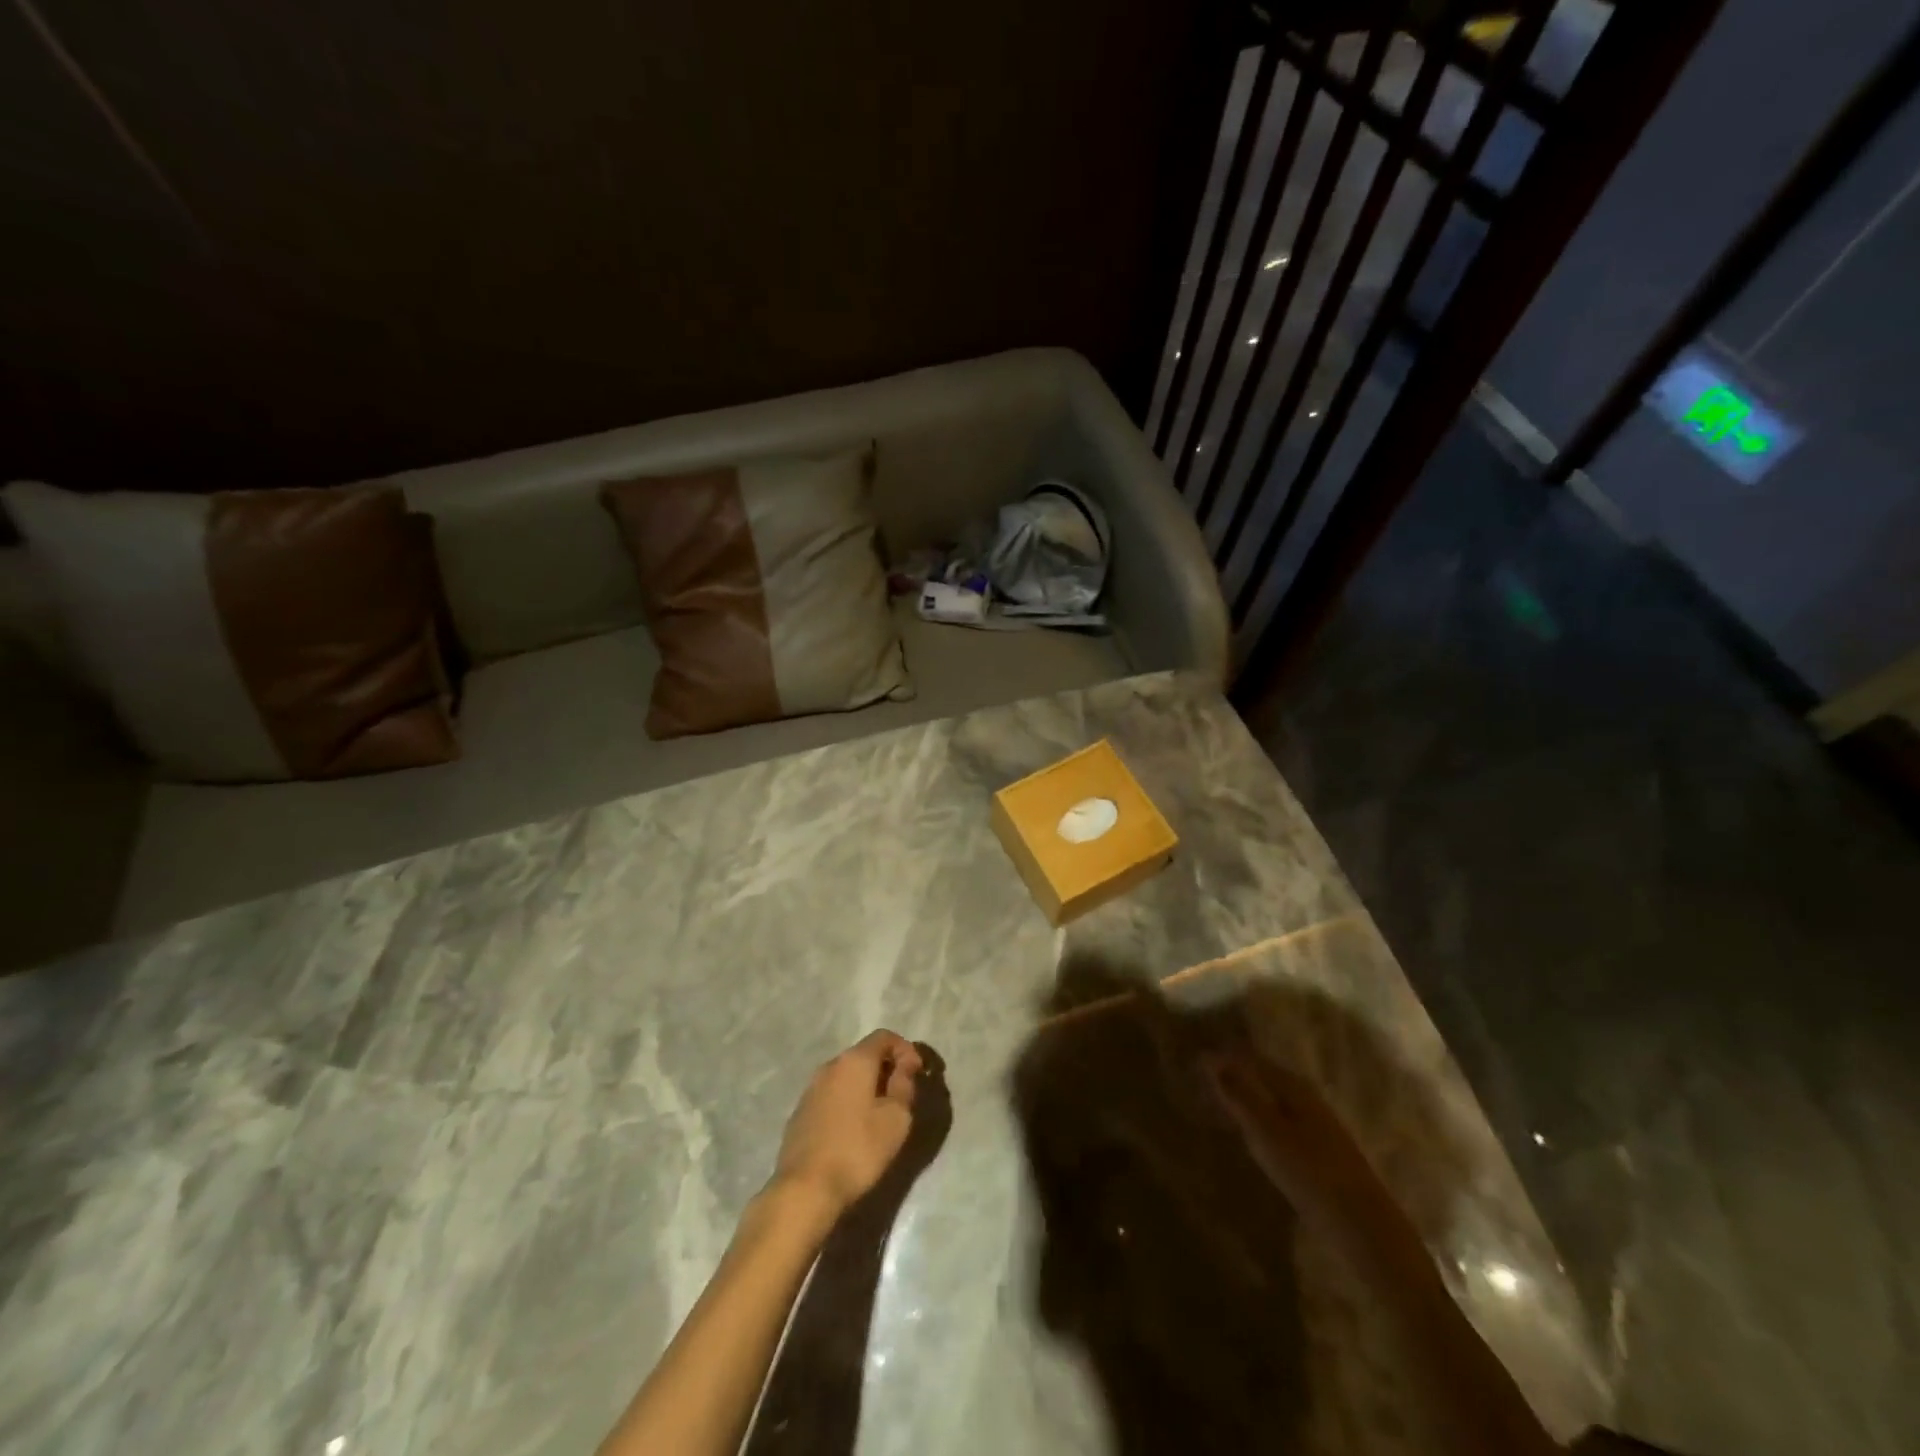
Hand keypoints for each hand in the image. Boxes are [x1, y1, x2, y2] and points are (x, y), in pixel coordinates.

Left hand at [772, 1030, 923, 1221]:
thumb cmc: (858, 1150)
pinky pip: (832, 1095)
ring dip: (866, 1086)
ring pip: (846, 1075)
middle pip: (864, 1054)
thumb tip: (905, 1065)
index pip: (884, 1036)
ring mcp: (811, 1089)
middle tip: (902, 1095)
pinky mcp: (800, 1112)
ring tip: (879, 1114)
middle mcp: (830, 1066)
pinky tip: (854, 1129)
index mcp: (854, 1061)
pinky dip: (848, 1101)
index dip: (905, 1050)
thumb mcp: (896, 1118)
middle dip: (886, 1068)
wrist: (805, 1189)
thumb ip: (904, 1084)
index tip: (917, 1074)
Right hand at [1204, 1050, 1382, 1232]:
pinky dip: (1258, 1117)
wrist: (1363, 1225)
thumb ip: (1238, 1094)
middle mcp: (1306, 1096)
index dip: (1222, 1058)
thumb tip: (1210, 1059)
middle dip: (1233, 1075)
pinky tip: (1251, 1133)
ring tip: (1218, 1105)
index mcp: (1293, 1085)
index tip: (1193, 1064)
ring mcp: (1317, 1122)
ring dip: (1245, 1096)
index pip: (1251, 1059)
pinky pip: (1280, 1118)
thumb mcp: (1265, 1131)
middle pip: (1263, 1075)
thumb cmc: (1309, 1172)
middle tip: (1200, 1083)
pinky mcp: (1320, 1148)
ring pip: (1271, 1098)